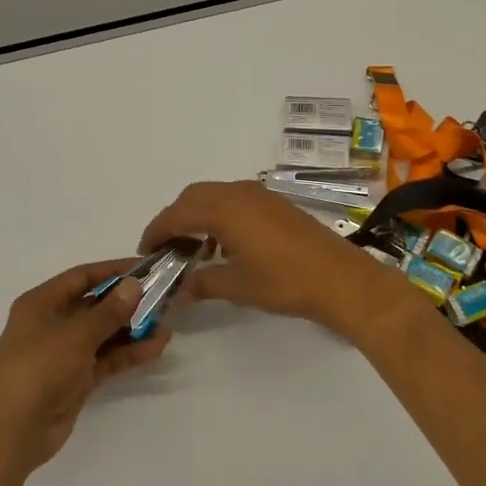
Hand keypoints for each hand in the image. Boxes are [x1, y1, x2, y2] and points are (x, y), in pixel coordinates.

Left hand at [0, 260, 171, 472]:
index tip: (146, 268)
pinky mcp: (77, 379)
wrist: (13, 431)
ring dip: (133, 329)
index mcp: (42, 303)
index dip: (113, 270)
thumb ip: (109, 311)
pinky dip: (128, 353)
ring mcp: (65, 353)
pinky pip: (107, 359)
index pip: (82, 277)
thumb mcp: (75, 334)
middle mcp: (53, 323)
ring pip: (104, 334)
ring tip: (167, 325)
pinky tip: (155, 348)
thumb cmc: (38, 368)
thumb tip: (135, 285)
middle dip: (128, 302)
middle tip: (164, 297)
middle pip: (96, 304)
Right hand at [139, 180, 425, 339]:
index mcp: (223, 209)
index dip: (157, 231)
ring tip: (194, 249)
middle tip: (167, 248)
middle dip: (175, 219)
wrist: (339, 278)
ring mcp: (259, 195)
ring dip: (198, 215)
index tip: (146, 251)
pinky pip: (235, 199)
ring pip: (215, 195)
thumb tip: (179, 293)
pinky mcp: (275, 203)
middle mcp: (238, 193)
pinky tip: (225, 245)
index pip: (177, 214)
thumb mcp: (237, 286)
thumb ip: (202, 283)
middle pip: (193, 196)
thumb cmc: (284, 281)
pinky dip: (219, 215)